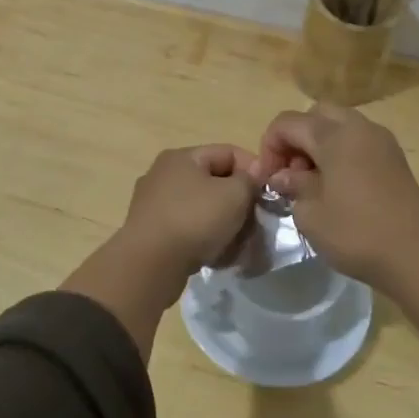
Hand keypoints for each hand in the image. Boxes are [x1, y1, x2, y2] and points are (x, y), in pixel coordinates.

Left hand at [63, 145, 259, 358]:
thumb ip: (250, 180)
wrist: (149, 265)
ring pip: (202, 206)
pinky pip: (187, 227)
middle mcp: (164, 174)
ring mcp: (154, 203)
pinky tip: (216, 254)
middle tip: (256, 220)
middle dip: (238, 200)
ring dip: (223, 221)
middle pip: (214, 180)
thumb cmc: (194, 220)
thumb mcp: (234, 195)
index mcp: (182, 157)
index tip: (269, 193)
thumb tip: (253, 176)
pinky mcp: (151, 231)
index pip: (228, 152)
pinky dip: (204, 237)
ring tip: (239, 241)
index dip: (254, 169)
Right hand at [250, 104, 418, 287]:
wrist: (416, 256)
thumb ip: (293, 186)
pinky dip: (340, 152)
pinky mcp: (394, 158)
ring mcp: (381, 141)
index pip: (288, 123)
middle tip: (290, 172)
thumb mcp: (310, 214)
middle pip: (316, 115)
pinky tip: (337, 185)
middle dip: (296, 138)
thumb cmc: (356, 233)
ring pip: (340, 124)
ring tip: (312, 181)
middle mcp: (359, 127)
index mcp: (335, 135)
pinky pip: (358, 140)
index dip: (269, 147)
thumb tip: (284, 176)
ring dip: (319, 144)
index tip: (267, 179)